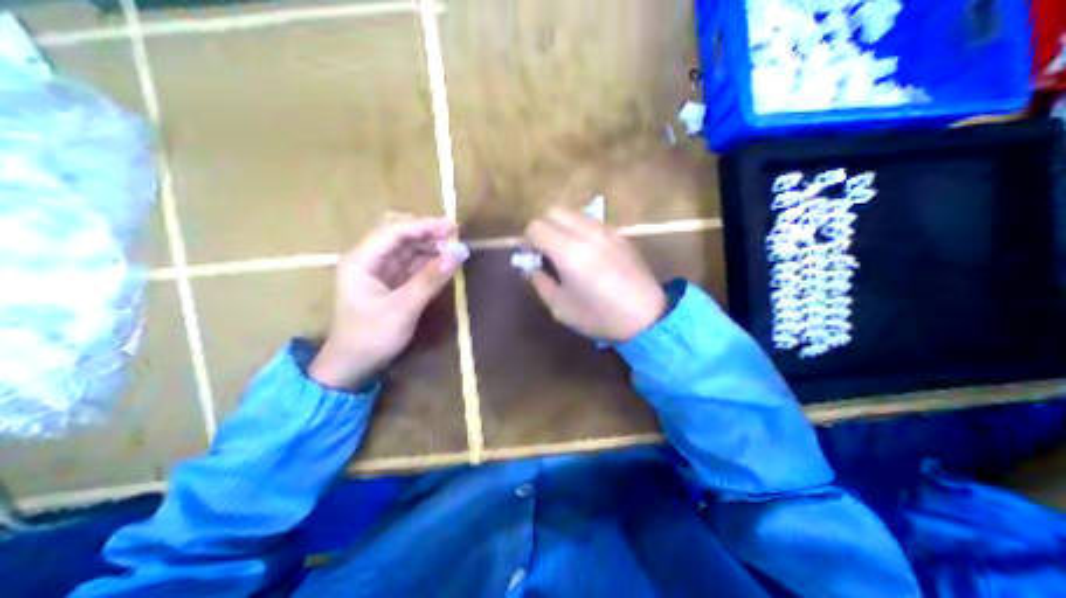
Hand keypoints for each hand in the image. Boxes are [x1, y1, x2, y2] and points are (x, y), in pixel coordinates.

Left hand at [309, 217, 466, 388]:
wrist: (353, 366)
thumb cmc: (371, 337)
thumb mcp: (403, 308)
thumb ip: (431, 279)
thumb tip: (459, 252)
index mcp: (362, 261)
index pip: (394, 231)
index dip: (424, 226)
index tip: (453, 227)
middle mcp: (369, 260)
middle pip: (398, 234)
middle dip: (426, 232)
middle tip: (454, 236)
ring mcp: (380, 271)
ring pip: (406, 248)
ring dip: (429, 245)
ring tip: (453, 249)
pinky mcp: (390, 282)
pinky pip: (411, 263)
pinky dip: (428, 260)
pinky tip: (443, 262)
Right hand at [523, 208, 663, 340]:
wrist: (646, 316)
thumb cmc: (599, 316)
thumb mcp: (560, 307)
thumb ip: (539, 282)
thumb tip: (529, 267)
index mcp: (568, 252)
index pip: (536, 227)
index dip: (527, 241)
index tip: (532, 258)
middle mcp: (586, 232)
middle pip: (553, 211)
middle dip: (542, 228)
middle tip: (545, 251)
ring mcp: (605, 230)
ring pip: (572, 213)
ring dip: (560, 226)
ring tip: (564, 251)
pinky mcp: (618, 233)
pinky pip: (590, 221)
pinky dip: (578, 229)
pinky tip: (585, 252)